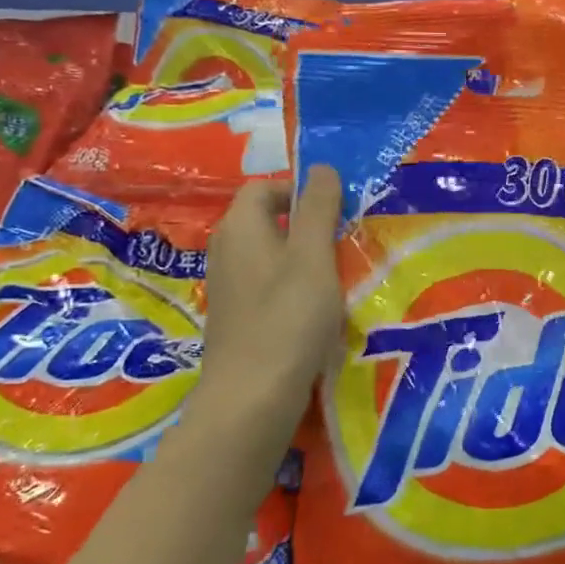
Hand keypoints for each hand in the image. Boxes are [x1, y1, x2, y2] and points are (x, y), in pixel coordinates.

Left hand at [194, 165, 345, 422]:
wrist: (252, 396)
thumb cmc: (288, 317)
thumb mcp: (313, 255)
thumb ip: (318, 209)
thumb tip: (321, 167)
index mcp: (240, 228)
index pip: (263, 188)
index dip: (298, 191)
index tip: (334, 211)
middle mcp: (224, 250)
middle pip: (263, 220)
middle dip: (303, 224)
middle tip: (339, 242)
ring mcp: (226, 288)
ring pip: (265, 255)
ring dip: (299, 258)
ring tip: (333, 277)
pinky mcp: (235, 319)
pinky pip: (264, 285)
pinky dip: (288, 287)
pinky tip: (313, 311)